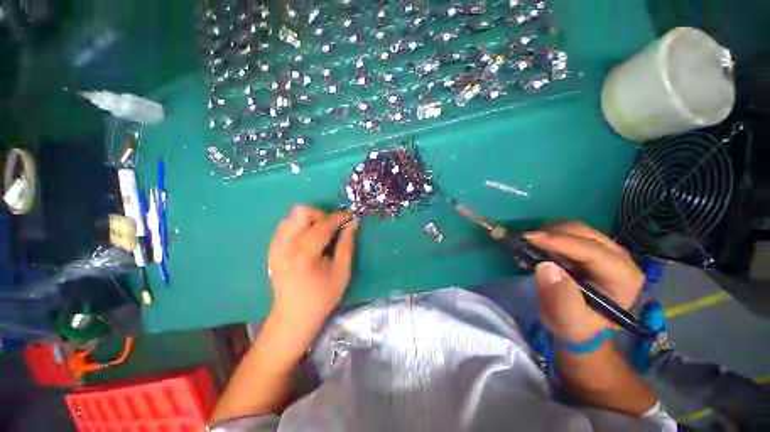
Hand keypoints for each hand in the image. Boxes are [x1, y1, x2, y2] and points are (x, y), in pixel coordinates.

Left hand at [268, 205, 358, 328]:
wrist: (293, 316)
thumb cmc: (322, 297)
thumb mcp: (342, 272)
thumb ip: (347, 244)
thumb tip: (353, 223)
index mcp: (304, 253)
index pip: (323, 224)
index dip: (339, 217)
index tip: (350, 216)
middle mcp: (285, 245)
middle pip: (301, 211)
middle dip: (321, 215)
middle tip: (332, 229)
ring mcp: (275, 246)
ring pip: (292, 216)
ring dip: (310, 220)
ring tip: (320, 235)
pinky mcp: (272, 249)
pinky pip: (286, 226)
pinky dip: (300, 227)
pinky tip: (308, 241)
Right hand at [525, 222, 644, 342]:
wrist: (575, 320)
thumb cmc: (574, 323)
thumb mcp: (567, 320)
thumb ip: (560, 297)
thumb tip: (545, 266)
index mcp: (623, 278)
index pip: (593, 252)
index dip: (561, 242)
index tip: (530, 238)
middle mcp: (619, 257)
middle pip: (584, 233)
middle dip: (551, 234)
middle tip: (524, 242)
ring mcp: (604, 248)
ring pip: (574, 228)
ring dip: (547, 232)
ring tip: (528, 246)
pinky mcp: (588, 244)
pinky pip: (566, 230)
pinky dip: (547, 234)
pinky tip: (536, 246)